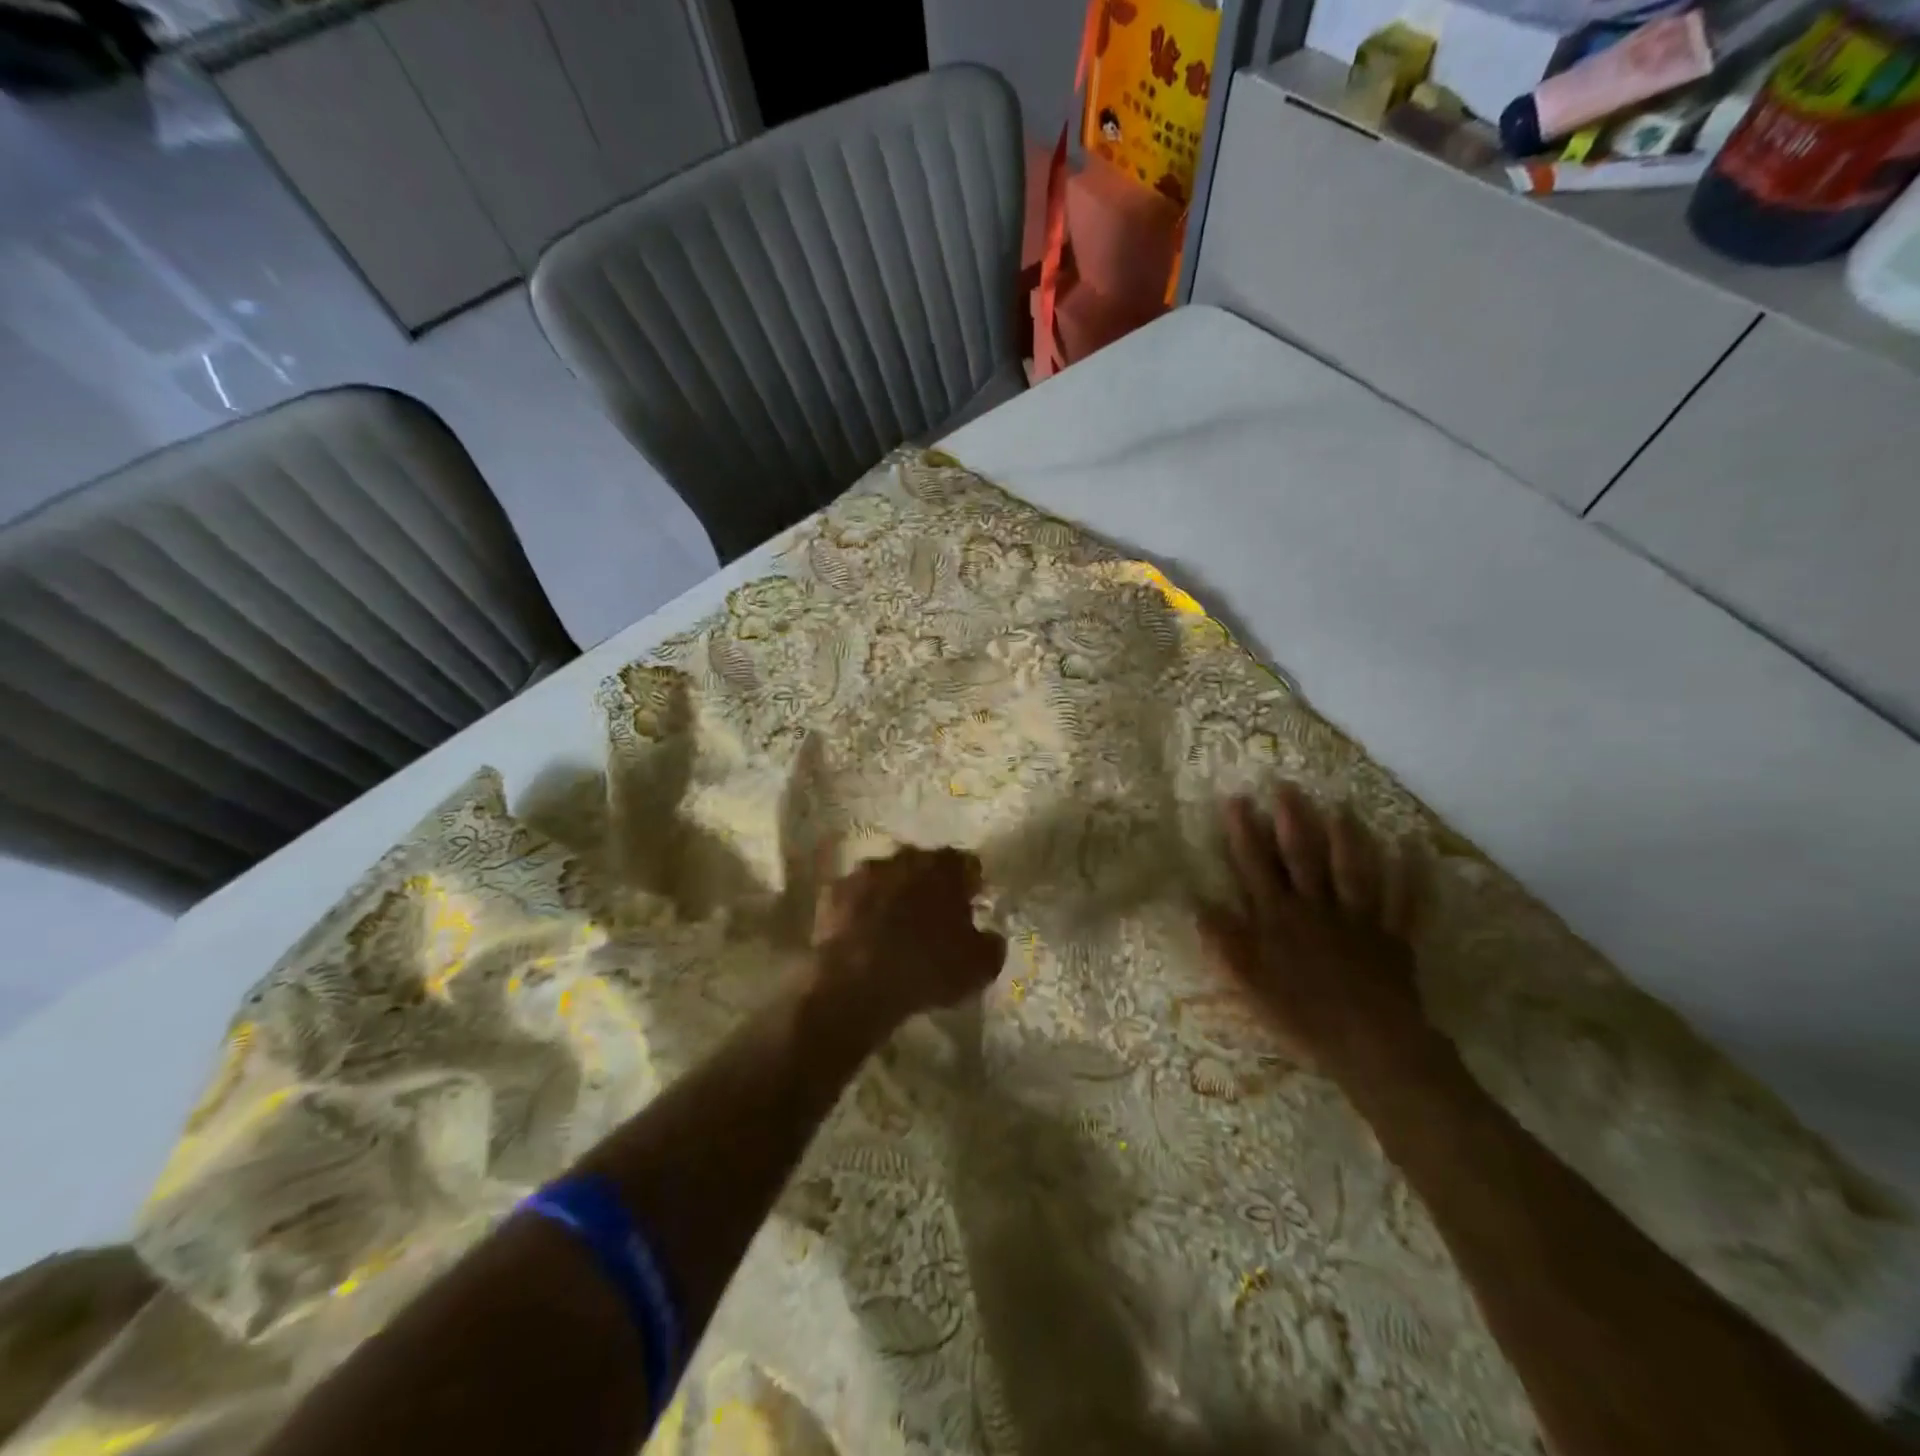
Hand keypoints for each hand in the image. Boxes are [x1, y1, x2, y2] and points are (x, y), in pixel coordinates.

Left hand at [811, 846, 1006, 1025]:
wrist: (857, 984)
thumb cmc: (928, 968)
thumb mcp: (980, 966)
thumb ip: (991, 944)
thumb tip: (989, 936)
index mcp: (943, 867)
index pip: (965, 864)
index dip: (970, 884)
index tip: (971, 906)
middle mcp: (903, 858)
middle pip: (923, 865)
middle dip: (929, 885)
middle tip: (933, 918)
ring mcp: (863, 873)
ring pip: (886, 878)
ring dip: (892, 895)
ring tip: (894, 929)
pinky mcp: (832, 894)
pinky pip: (854, 898)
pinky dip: (860, 911)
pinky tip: (863, 937)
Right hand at [1199, 784, 1430, 1084]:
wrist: (1371, 1046)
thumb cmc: (1302, 1017)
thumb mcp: (1249, 984)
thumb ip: (1225, 942)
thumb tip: (1197, 903)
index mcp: (1279, 919)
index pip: (1255, 866)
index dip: (1245, 831)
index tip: (1237, 798)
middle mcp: (1317, 909)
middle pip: (1303, 857)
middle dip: (1293, 819)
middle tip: (1287, 785)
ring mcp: (1358, 920)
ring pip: (1352, 871)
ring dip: (1348, 837)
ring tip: (1342, 806)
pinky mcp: (1393, 938)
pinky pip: (1405, 903)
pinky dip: (1411, 877)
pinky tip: (1413, 849)